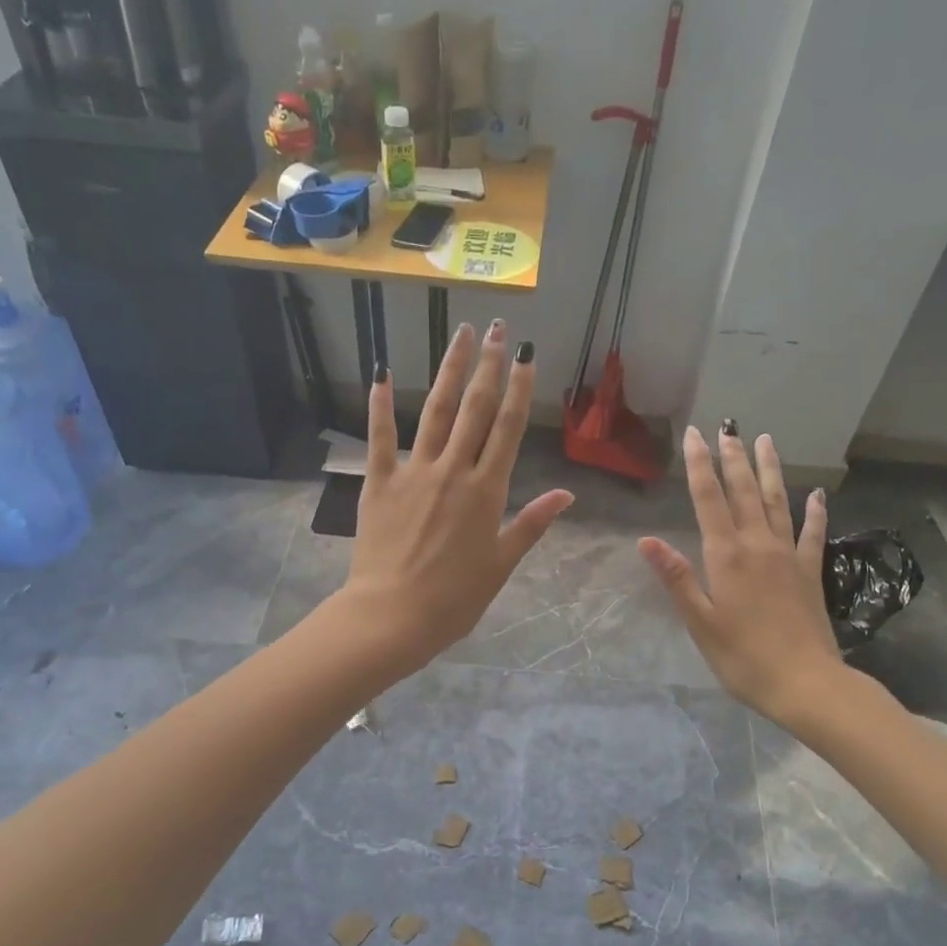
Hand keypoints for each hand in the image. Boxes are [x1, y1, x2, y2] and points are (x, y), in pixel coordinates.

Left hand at [339, 321, 572, 673]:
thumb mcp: (501, 564)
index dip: (520, 388)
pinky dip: (379, 404)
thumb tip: (567, 495)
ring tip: (461, 336)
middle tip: (497, 329)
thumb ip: (531, 524)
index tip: (527, 355)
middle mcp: (453, 471)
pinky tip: (380, 372)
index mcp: (487, 491)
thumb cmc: (454, 598)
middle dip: (489, 366)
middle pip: (475, 409)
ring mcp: (414, 473)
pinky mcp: (379, 483)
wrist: (393, 616)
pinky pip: (380, 438)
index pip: (509, 428)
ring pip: (435, 412)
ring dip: (450, 372)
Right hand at [639, 424, 839, 721]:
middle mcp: (758, 545)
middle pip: (744, 492)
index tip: (694, 435)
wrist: (806, 683)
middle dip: (733, 458)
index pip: (708, 500)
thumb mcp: (700, 621)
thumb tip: (647, 540)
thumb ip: (676, 578)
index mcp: (727, 556)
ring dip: (769, 470)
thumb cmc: (743, 657)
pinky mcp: (810, 572)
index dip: (699, 466)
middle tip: (727, 428)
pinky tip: (817, 494)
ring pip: (777, 502)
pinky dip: (815, 511)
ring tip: (765, 441)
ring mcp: (788, 556)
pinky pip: (813, 534)